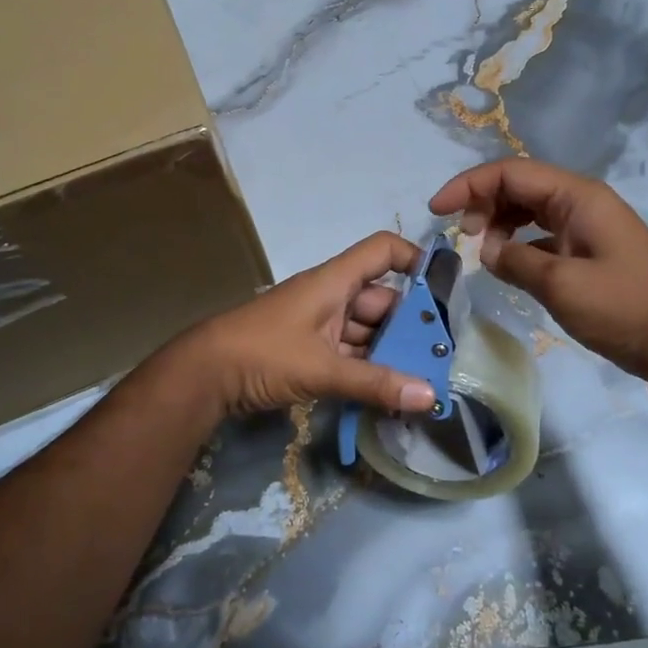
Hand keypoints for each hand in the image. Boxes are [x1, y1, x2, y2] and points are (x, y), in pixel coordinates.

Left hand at [178, 232, 439, 417]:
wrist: (204, 375)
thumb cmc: (263, 353)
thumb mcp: (321, 368)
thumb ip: (375, 383)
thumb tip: (430, 397)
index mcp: (335, 281)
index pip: (382, 250)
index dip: (414, 259)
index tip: (443, 289)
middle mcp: (332, 297)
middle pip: (383, 300)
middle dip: (411, 326)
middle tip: (443, 357)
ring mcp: (320, 325)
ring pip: (368, 332)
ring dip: (392, 353)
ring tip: (425, 380)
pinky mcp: (310, 351)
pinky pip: (351, 354)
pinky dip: (370, 370)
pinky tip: (392, 393)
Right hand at [429, 159, 647, 382]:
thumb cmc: (623, 308)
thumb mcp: (561, 285)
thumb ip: (515, 261)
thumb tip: (488, 250)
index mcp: (577, 197)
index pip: (511, 172)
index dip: (468, 185)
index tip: (437, 210)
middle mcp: (581, 201)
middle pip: (518, 186)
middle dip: (482, 203)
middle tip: (462, 237)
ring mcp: (586, 225)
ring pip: (529, 209)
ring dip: (499, 222)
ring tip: (482, 251)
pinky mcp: (588, 250)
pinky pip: (542, 234)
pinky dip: (518, 243)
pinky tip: (506, 265)